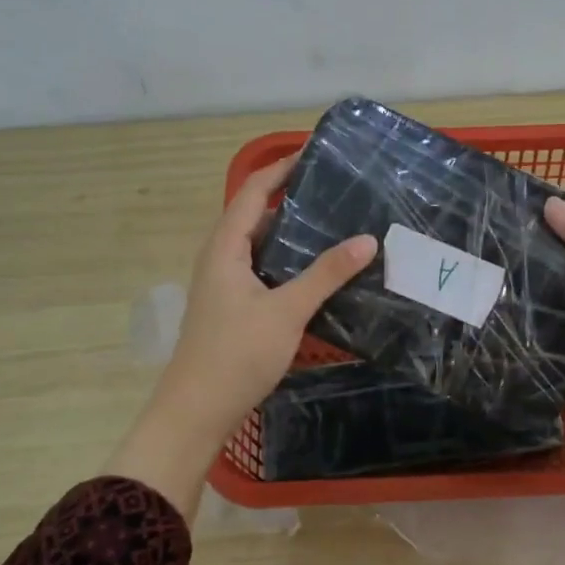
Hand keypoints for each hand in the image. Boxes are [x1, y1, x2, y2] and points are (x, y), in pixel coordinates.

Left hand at [107, 155, 376, 521]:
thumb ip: (326, 274)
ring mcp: (224, 284)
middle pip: (255, 214)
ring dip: (290, 231)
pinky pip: (262, 269)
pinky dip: (287, 260)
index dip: (281, 168)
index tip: (316, 152)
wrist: (195, 411)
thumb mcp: (287, 311)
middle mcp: (220, 258)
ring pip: (260, 245)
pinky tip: (316, 271)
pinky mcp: (232, 307)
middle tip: (336, 190)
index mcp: (225, 247)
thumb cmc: (236, 354)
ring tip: (333, 223)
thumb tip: (368, 239)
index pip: (253, 190)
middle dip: (291, 197)